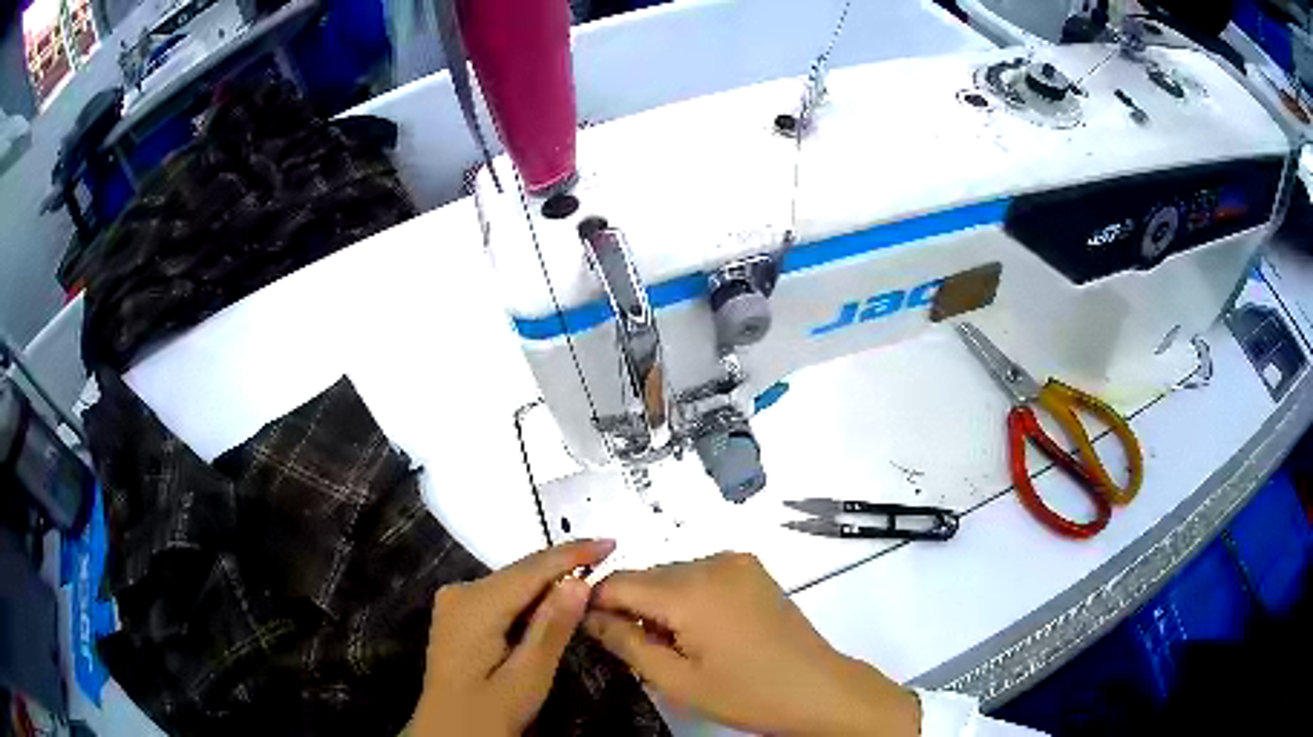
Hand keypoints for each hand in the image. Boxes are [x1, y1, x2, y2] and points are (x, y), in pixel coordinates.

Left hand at [409, 539, 615, 736]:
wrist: (446, 736)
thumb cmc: (488, 714)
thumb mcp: (527, 678)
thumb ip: (552, 628)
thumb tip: (579, 581)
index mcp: (475, 604)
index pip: (531, 569)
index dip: (573, 554)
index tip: (612, 542)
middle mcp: (460, 591)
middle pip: (520, 573)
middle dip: (564, 568)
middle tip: (607, 562)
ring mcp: (456, 603)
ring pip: (513, 585)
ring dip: (549, 586)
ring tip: (590, 580)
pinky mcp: (458, 617)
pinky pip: (502, 598)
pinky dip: (531, 602)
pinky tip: (554, 607)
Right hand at [584, 552, 919, 736]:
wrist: (817, 688)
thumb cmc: (746, 693)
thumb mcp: (676, 680)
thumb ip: (625, 643)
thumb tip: (587, 616)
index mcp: (690, 590)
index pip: (618, 582)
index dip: (596, 606)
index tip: (592, 634)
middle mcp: (712, 562)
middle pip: (646, 577)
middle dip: (631, 608)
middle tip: (639, 651)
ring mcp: (736, 562)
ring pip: (672, 575)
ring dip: (660, 603)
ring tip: (674, 646)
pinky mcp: (752, 569)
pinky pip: (700, 575)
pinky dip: (687, 597)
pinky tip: (700, 631)